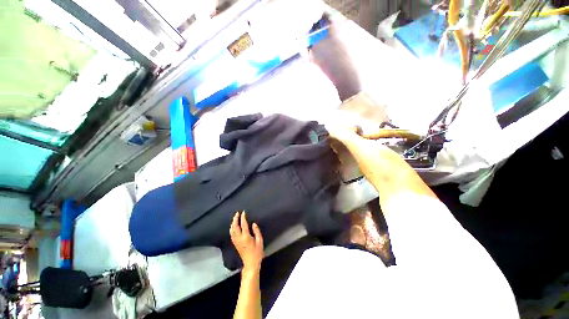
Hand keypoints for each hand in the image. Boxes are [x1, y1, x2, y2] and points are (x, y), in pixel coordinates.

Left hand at [230, 211, 263, 273]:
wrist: (250, 263)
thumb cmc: (257, 252)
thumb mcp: (260, 241)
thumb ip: (256, 231)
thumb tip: (253, 224)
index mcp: (246, 237)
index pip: (243, 224)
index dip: (243, 217)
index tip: (243, 212)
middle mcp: (239, 238)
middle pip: (235, 226)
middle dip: (235, 219)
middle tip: (237, 213)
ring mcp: (236, 241)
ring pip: (232, 230)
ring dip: (233, 223)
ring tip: (235, 218)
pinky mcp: (235, 244)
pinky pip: (231, 234)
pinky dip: (231, 228)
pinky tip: (233, 227)